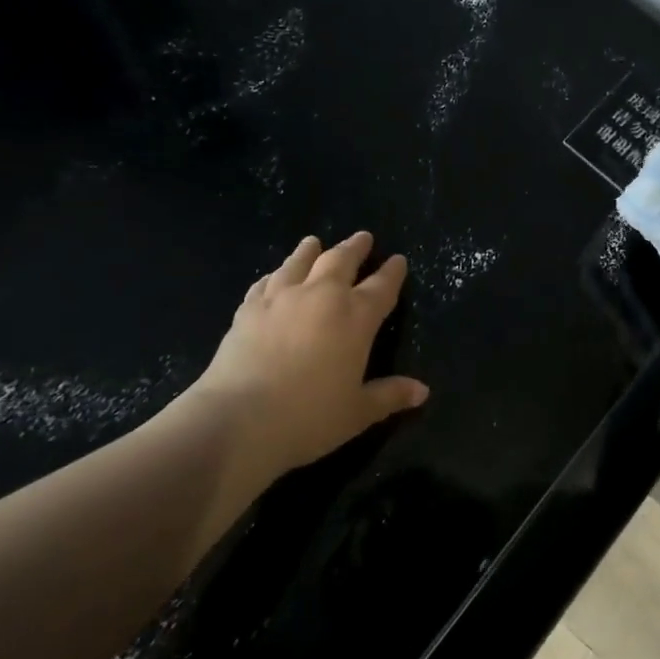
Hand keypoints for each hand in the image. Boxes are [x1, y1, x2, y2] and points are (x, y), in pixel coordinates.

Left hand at [179, 232, 427, 474]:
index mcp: (355, 318)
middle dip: (355, 248)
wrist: (237, 420)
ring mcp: (281, 298)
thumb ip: (390, 395)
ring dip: (310, 251)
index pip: (382, 286)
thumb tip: (422, 391)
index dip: (393, 272)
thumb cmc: (308, 418)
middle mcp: (322, 297)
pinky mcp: (248, 309)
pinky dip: (275, 275)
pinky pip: (265, 283)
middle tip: (363, 238)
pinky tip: (274, 276)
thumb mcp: (357, 412)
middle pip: (341, 261)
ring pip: (300, 262)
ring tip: (314, 242)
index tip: (398, 260)